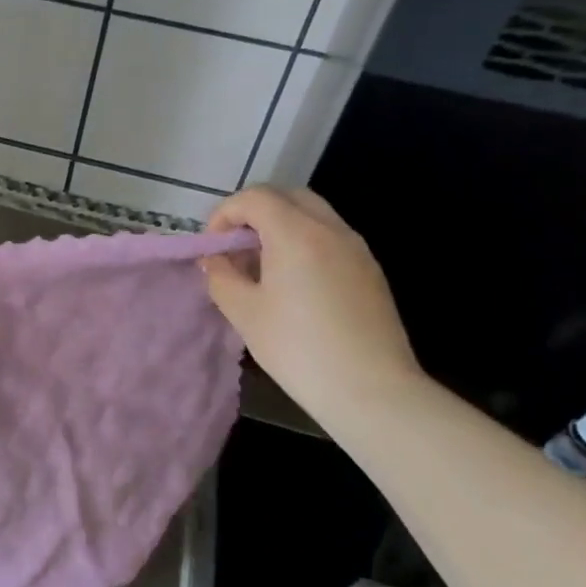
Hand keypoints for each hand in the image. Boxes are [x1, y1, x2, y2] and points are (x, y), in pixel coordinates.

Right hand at [201, 187, 421, 421]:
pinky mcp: (371, 270)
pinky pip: (331, 237)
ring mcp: (356, 248)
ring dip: (281, 225)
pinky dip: (305, 242)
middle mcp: (330, 229)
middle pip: (287, 196)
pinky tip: (294, 283)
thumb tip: (214, 260)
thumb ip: (221, 276)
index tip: (214, 247)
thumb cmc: (298, 349)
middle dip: (255, 212)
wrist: (371, 391)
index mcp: (296, 233)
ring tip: (263, 266)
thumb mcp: (244, 313)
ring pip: (313, 214)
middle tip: (237, 247)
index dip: (225, 214)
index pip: (254, 197)